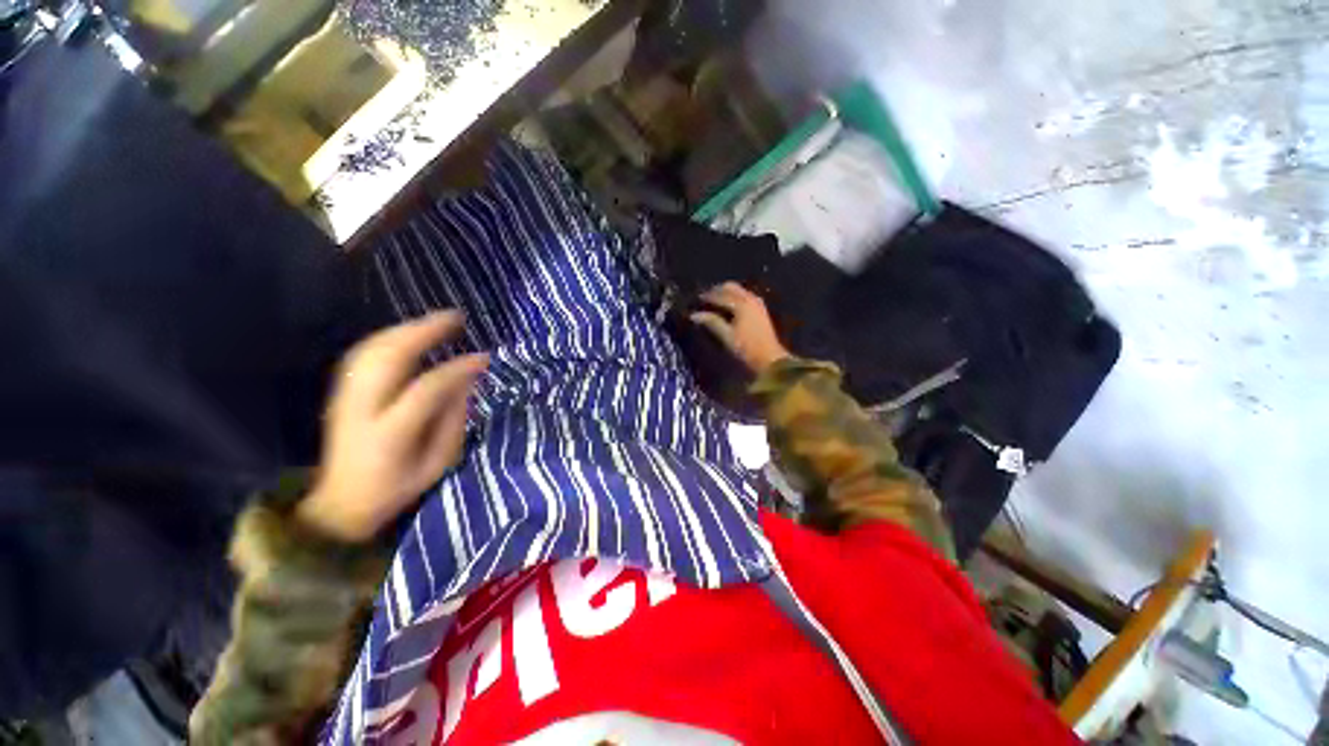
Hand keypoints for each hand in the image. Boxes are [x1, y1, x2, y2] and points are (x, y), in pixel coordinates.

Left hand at [297, 312, 488, 542]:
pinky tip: (407, 334)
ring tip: (437, 321)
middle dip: (425, 331)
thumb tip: (466, 381)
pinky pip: (363, 354)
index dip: (458, 368)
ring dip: (406, 329)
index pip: (427, 388)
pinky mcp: (340, 393)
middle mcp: (362, 408)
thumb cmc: (397, 488)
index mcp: (390, 433)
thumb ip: (453, 420)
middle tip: (456, 318)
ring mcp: (345, 397)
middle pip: (389, 357)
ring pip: (373, 349)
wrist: (340, 503)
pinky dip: (388, 338)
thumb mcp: (438, 463)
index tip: (484, 357)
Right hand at [690, 282, 791, 374]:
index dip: (707, 296)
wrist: (770, 358)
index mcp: (741, 304)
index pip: (720, 295)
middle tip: (704, 299)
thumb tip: (694, 315)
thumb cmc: (747, 348)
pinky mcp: (761, 309)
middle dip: (717, 291)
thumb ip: (711, 322)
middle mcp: (750, 299)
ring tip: (714, 303)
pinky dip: (734, 298)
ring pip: (738, 291)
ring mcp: (757, 303)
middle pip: (730, 287)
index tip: (695, 299)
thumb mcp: (727, 336)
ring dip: (726, 294)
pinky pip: (744, 296)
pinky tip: (728, 308)